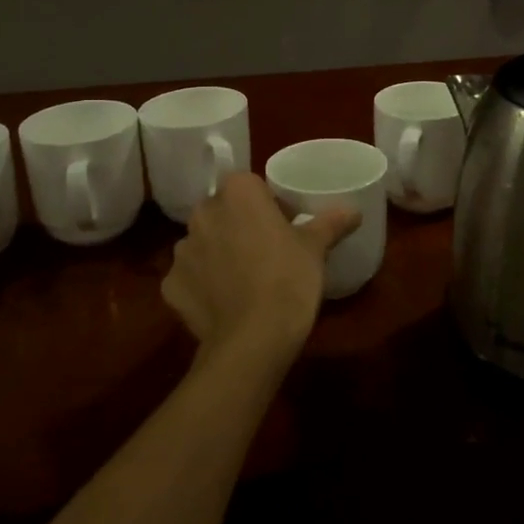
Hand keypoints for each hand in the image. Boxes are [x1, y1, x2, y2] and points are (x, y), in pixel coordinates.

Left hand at [160, 172, 360, 370]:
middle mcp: (203, 214)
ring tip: (242, 279)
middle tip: (264, 250)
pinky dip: (201, 285)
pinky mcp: (170, 285)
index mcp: (237, 193)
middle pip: (221, 211)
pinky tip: (222, 302)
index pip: (249, 185)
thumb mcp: (315, 248)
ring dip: (217, 253)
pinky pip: (188, 276)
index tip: (283, 225)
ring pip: (202, 243)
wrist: (254, 339)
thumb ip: (331, 223)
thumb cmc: (289, 279)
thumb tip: (354, 211)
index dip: (266, 203)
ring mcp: (182, 251)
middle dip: (238, 224)